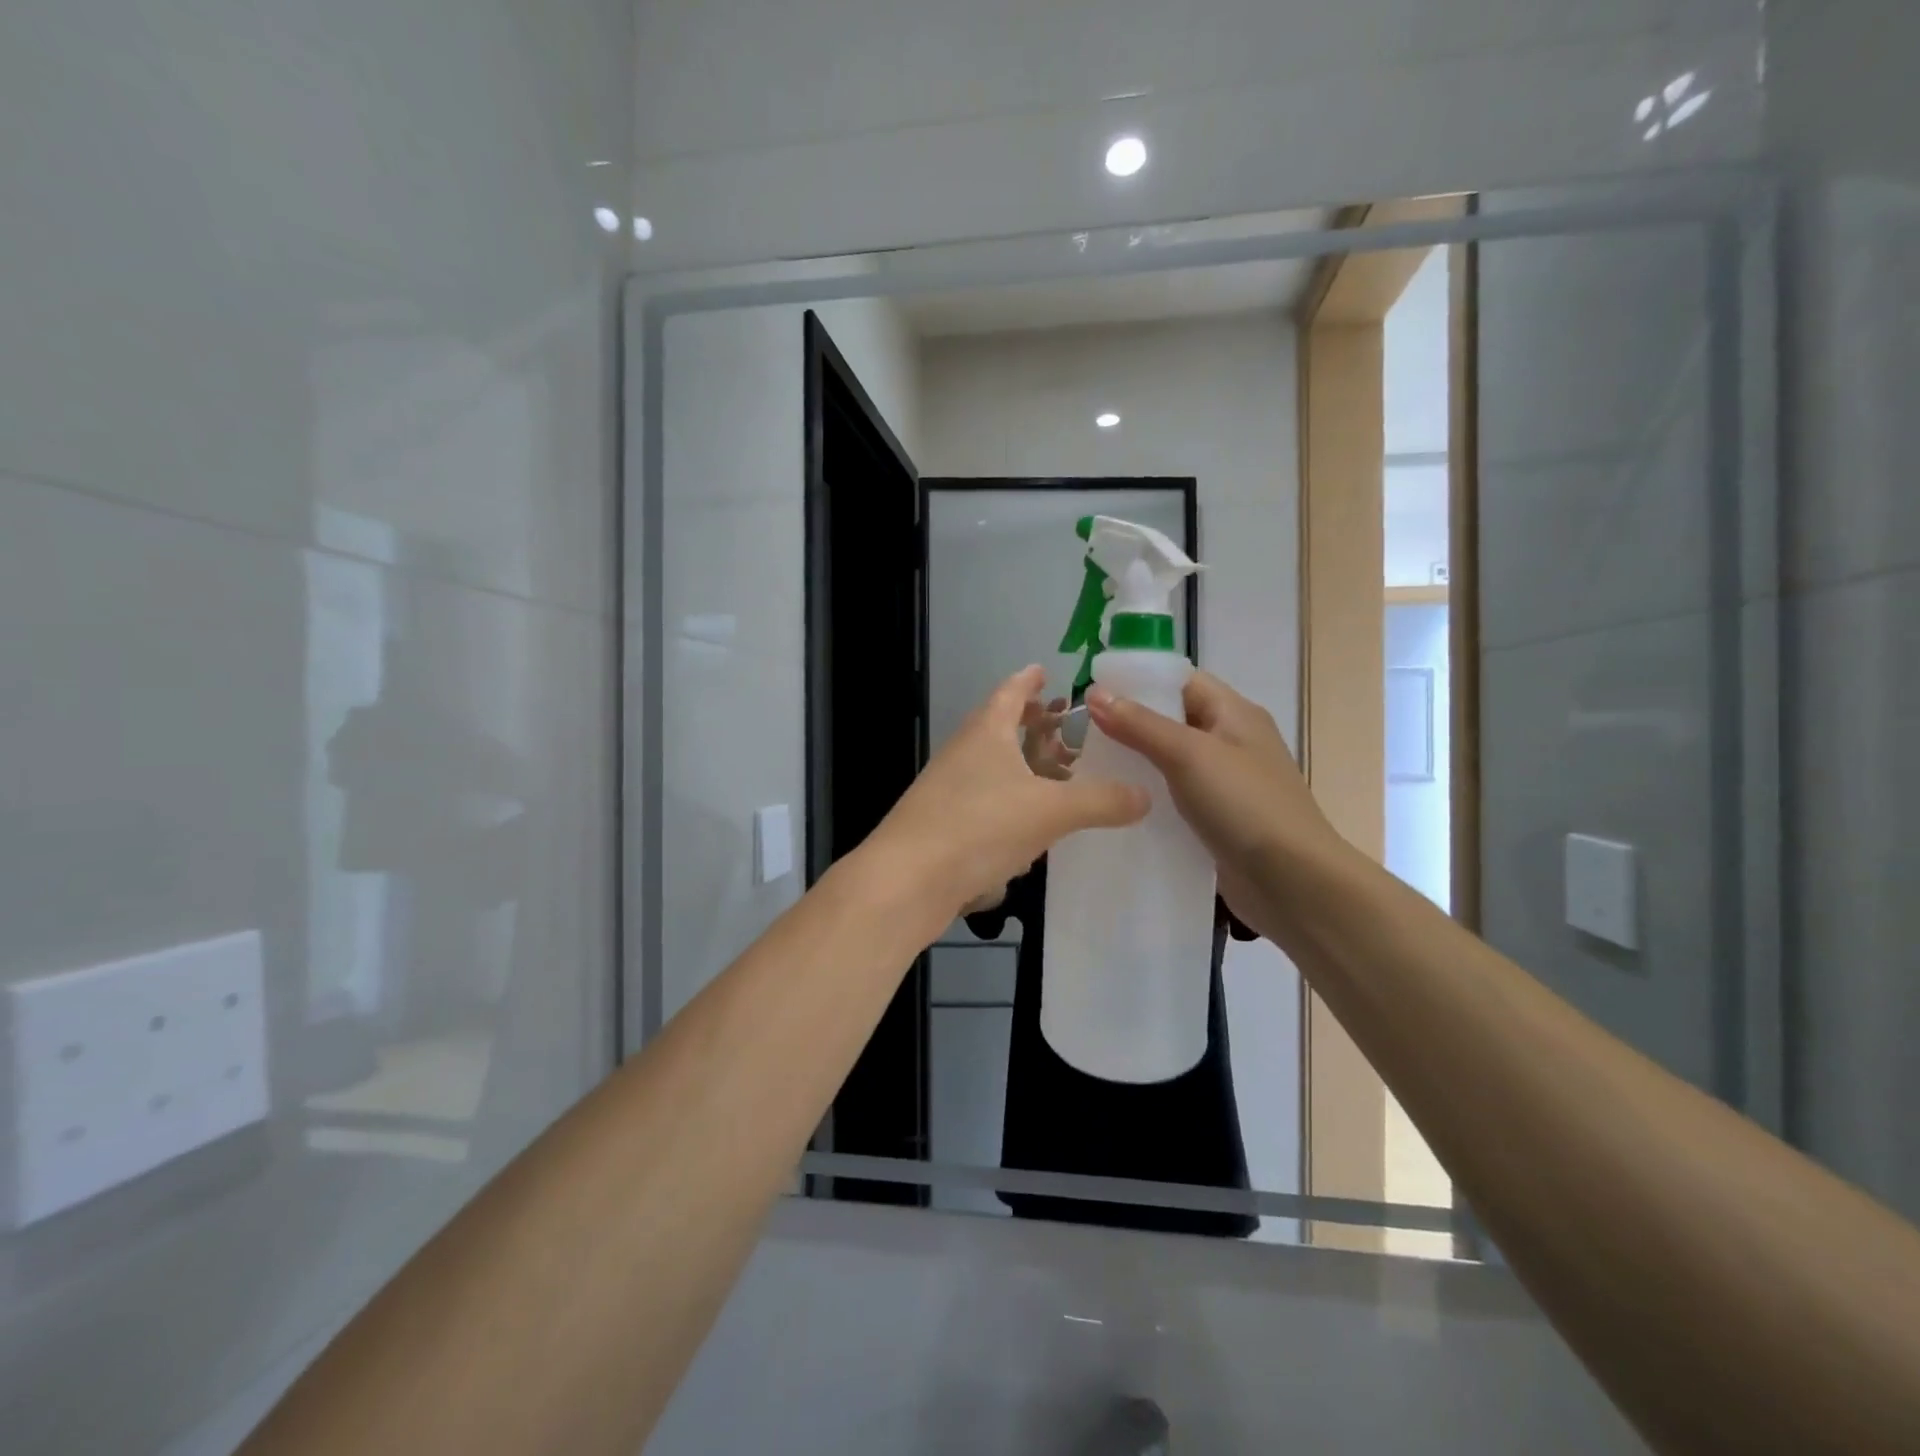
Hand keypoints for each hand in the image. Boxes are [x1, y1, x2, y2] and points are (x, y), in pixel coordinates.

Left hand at [866, 666, 1149, 919]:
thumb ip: (1101, 801)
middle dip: (1032, 726)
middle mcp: (964, 754)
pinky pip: (985, 804)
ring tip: (1059, 777)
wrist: (907, 881)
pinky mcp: (944, 826)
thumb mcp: (1051, 811)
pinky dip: (1011, 805)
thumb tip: (1146, 796)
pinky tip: (1033, 830)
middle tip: (1064, 727)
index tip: (1044, 671)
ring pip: (993, 768)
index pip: (1009, 692)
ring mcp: (949, 790)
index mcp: (986, 733)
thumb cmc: (980, 827)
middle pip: (1000, 728)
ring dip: (1023, 768)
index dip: (1028, 681)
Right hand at [1085, 671, 1339, 935]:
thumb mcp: (1189, 755)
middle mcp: (1230, 741)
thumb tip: (1095, 693)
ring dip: (1135, 763)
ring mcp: (1225, 783)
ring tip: (1088, 767)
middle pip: (1172, 720)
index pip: (1180, 681)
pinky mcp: (1216, 819)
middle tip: (1080, 734)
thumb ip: (1140, 724)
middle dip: (1129, 723)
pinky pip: (1175, 798)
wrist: (1293, 882)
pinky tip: (1116, 804)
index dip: (1138, 681)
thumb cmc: (1245, 805)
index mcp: (1233, 713)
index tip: (1091, 692)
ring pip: (1170, 762)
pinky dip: (1148, 797)